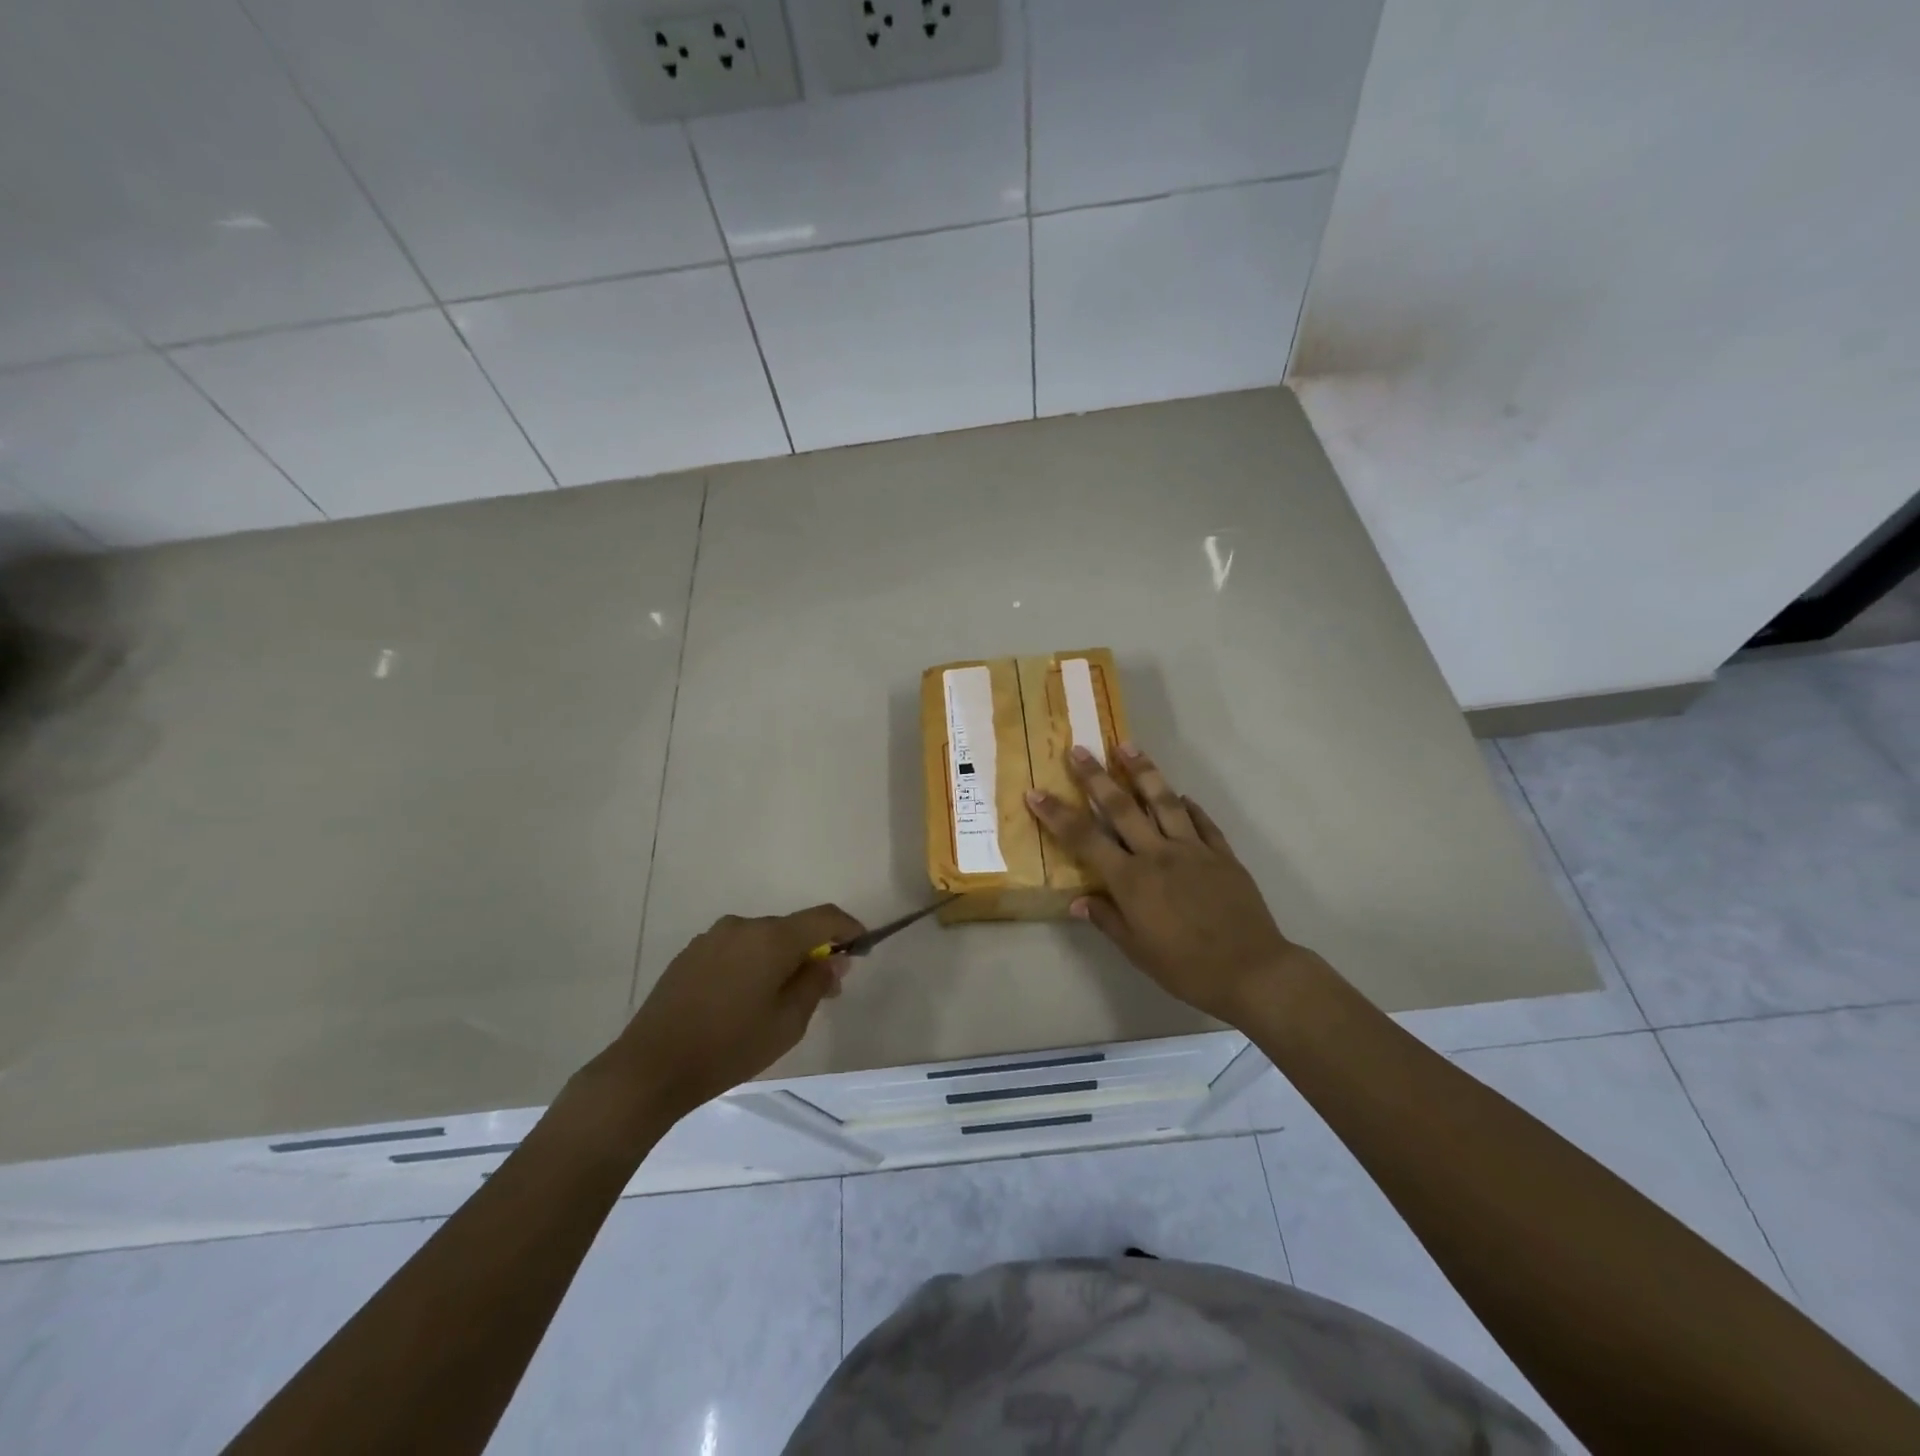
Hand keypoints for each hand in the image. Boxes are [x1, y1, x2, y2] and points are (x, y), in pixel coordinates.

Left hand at [609, 905, 863, 1122]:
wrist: (651, 1067)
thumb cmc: (729, 1047)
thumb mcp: (787, 1023)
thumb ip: (816, 983)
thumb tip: (833, 960)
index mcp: (772, 938)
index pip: (824, 917)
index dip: (848, 928)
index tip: (861, 949)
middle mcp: (744, 926)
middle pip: (792, 928)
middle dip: (813, 951)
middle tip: (824, 989)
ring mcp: (713, 937)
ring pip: (763, 939)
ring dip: (781, 958)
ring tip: (781, 999)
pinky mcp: (691, 953)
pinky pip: (737, 949)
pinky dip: (752, 964)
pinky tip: (744, 999)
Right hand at [1026, 744, 1307, 1022]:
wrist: (1252, 970)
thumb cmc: (1187, 968)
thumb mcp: (1138, 951)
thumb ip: (1107, 920)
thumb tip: (1078, 902)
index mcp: (1131, 879)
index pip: (1085, 839)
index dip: (1057, 814)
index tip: (1036, 792)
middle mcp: (1158, 854)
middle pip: (1121, 807)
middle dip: (1096, 776)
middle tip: (1079, 749)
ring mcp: (1193, 849)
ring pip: (1163, 801)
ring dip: (1143, 772)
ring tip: (1127, 746)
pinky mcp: (1221, 853)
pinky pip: (1202, 821)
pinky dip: (1188, 805)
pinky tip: (1181, 794)